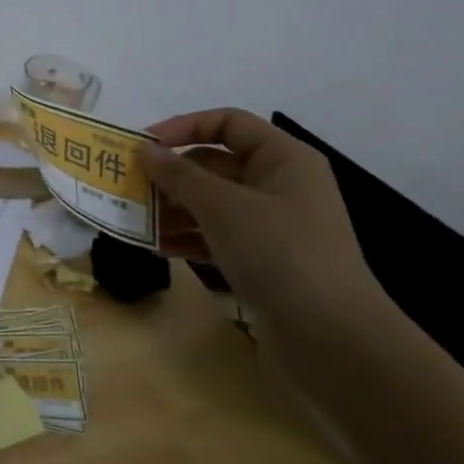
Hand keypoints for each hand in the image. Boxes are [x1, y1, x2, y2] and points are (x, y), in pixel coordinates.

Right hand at [138, 108, 386, 335]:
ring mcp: (273, 225)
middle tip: (130, 186)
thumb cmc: (280, 253)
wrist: (334, 339)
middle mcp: (279, 185)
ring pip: (212, 202)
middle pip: (216, 163)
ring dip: (173, 207)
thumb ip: (179, 175)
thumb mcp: (223, 207)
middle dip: (172, 174)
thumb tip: (146, 150)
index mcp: (283, 159)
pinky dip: (188, 238)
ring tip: (136, 219)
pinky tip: (157, 247)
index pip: (228, 123)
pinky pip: (217, 236)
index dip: (184, 127)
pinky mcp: (264, 261)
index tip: (144, 146)